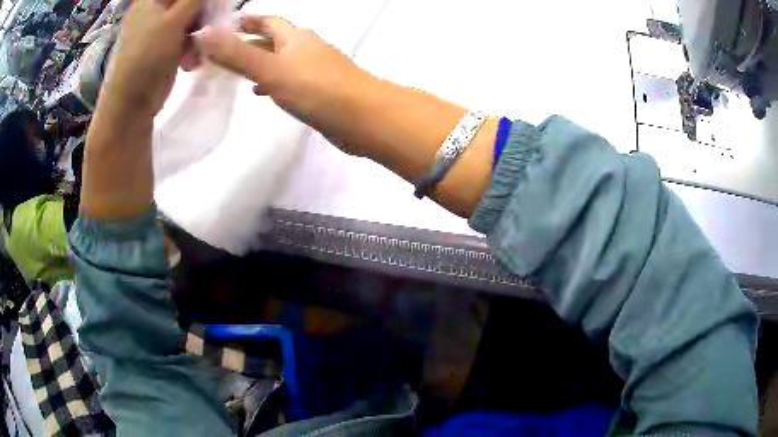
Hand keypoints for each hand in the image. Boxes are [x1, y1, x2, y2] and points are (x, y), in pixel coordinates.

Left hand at [102, 0, 202, 120]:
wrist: (130, 105)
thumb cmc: (146, 56)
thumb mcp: (174, 19)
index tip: (211, 3)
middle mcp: (156, 9)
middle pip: (190, 0)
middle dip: (204, 9)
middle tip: (210, 21)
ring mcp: (161, 28)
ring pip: (193, 16)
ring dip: (202, 29)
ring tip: (199, 46)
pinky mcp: (167, 46)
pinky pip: (188, 35)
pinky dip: (194, 45)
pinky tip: (191, 59)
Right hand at [194, 15, 365, 130]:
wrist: (362, 118)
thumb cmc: (315, 88)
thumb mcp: (268, 69)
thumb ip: (235, 53)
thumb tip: (203, 33)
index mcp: (295, 37)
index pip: (268, 21)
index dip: (248, 20)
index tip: (229, 24)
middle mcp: (307, 47)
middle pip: (275, 39)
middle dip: (251, 41)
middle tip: (226, 51)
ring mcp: (317, 68)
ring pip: (282, 59)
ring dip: (262, 62)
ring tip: (239, 73)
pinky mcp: (322, 89)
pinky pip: (291, 79)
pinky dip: (275, 81)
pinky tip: (265, 93)